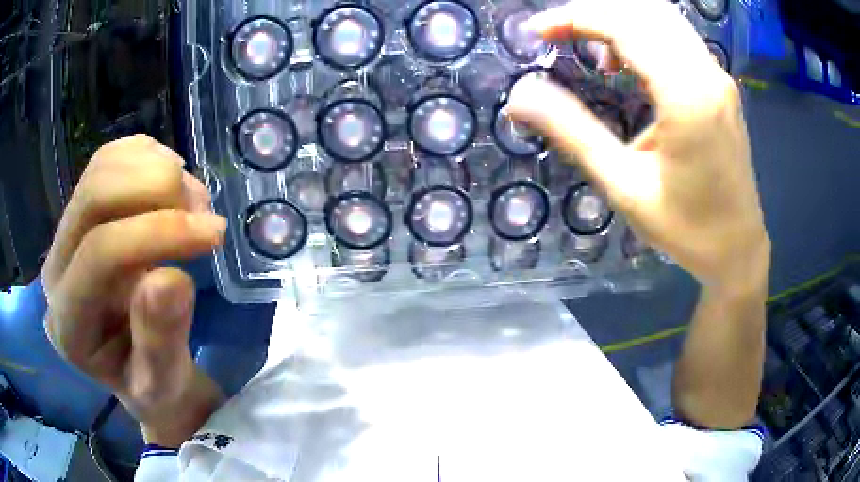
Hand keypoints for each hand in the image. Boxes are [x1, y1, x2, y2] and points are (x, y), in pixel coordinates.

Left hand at [42, 135, 225, 445]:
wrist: (136, 365)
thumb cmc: (152, 383)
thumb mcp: (164, 383)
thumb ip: (161, 342)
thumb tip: (171, 279)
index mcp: (68, 325)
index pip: (99, 253)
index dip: (158, 232)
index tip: (214, 232)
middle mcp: (55, 271)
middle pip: (95, 196)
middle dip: (157, 190)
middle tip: (204, 211)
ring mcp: (64, 234)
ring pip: (102, 168)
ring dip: (156, 170)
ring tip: (193, 200)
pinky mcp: (80, 210)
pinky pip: (108, 158)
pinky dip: (147, 156)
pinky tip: (172, 183)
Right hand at [508, 0, 769, 291]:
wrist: (737, 247)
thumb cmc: (686, 227)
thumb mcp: (624, 187)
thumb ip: (573, 133)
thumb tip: (519, 96)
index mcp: (687, 96)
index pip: (625, 24)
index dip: (575, 17)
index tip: (537, 31)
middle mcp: (707, 73)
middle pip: (643, 9)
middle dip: (593, 12)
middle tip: (558, 35)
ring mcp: (717, 76)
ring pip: (661, 17)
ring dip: (619, 21)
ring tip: (592, 53)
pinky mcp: (719, 84)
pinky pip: (676, 36)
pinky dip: (642, 34)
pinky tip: (625, 64)